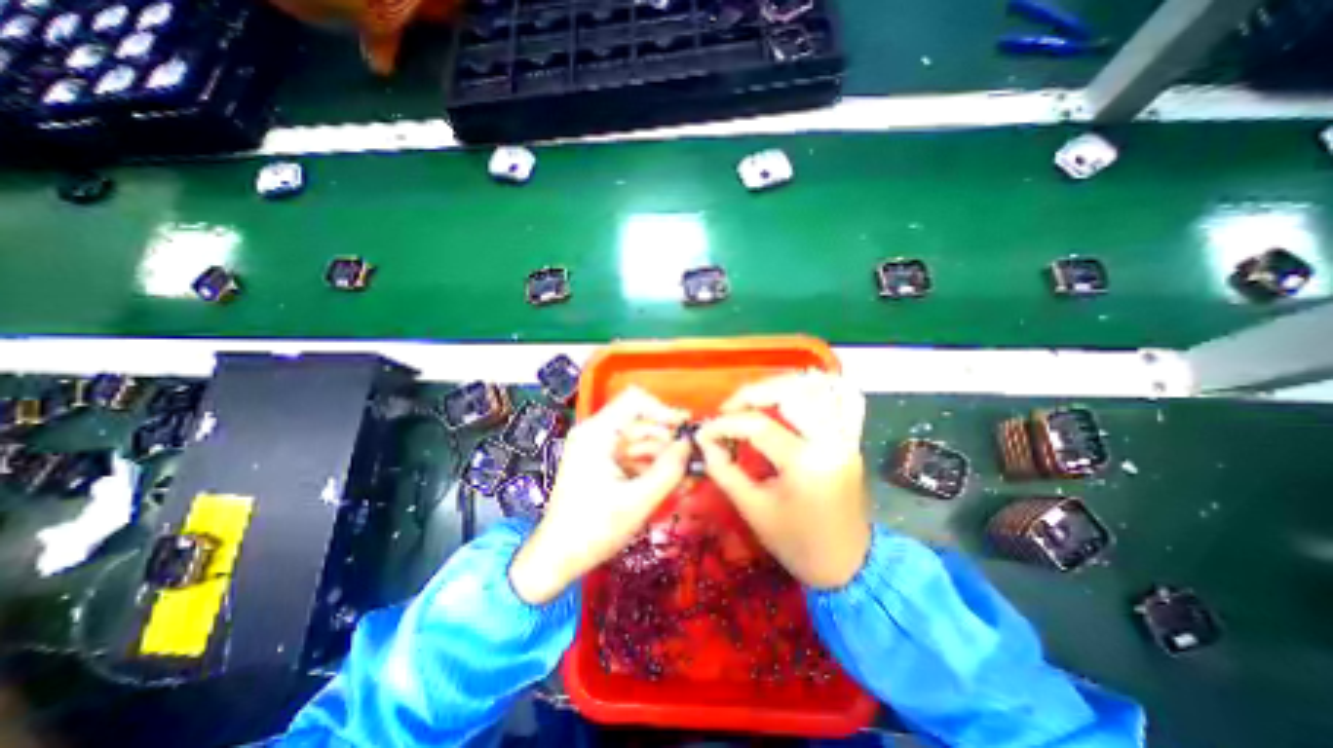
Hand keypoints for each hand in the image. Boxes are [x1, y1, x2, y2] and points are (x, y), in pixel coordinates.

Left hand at [511, 389, 690, 604]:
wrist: (557, 558)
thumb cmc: (592, 530)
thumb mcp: (637, 501)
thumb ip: (668, 471)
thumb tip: (690, 445)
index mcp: (597, 433)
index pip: (635, 400)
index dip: (663, 411)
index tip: (685, 431)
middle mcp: (597, 433)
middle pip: (642, 422)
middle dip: (669, 441)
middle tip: (694, 462)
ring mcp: (600, 448)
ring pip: (642, 440)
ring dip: (665, 456)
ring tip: (687, 478)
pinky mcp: (604, 463)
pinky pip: (635, 456)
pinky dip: (653, 467)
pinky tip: (671, 484)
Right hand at [697, 371, 875, 590]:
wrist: (847, 565)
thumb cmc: (796, 543)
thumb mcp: (752, 509)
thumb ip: (724, 470)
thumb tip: (705, 442)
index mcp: (806, 464)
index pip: (758, 425)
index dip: (725, 424)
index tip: (704, 432)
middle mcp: (831, 440)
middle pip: (791, 393)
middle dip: (753, 393)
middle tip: (730, 408)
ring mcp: (847, 437)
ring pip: (818, 388)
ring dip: (782, 386)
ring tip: (756, 400)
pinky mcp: (852, 438)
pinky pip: (843, 398)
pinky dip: (818, 389)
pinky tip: (795, 394)